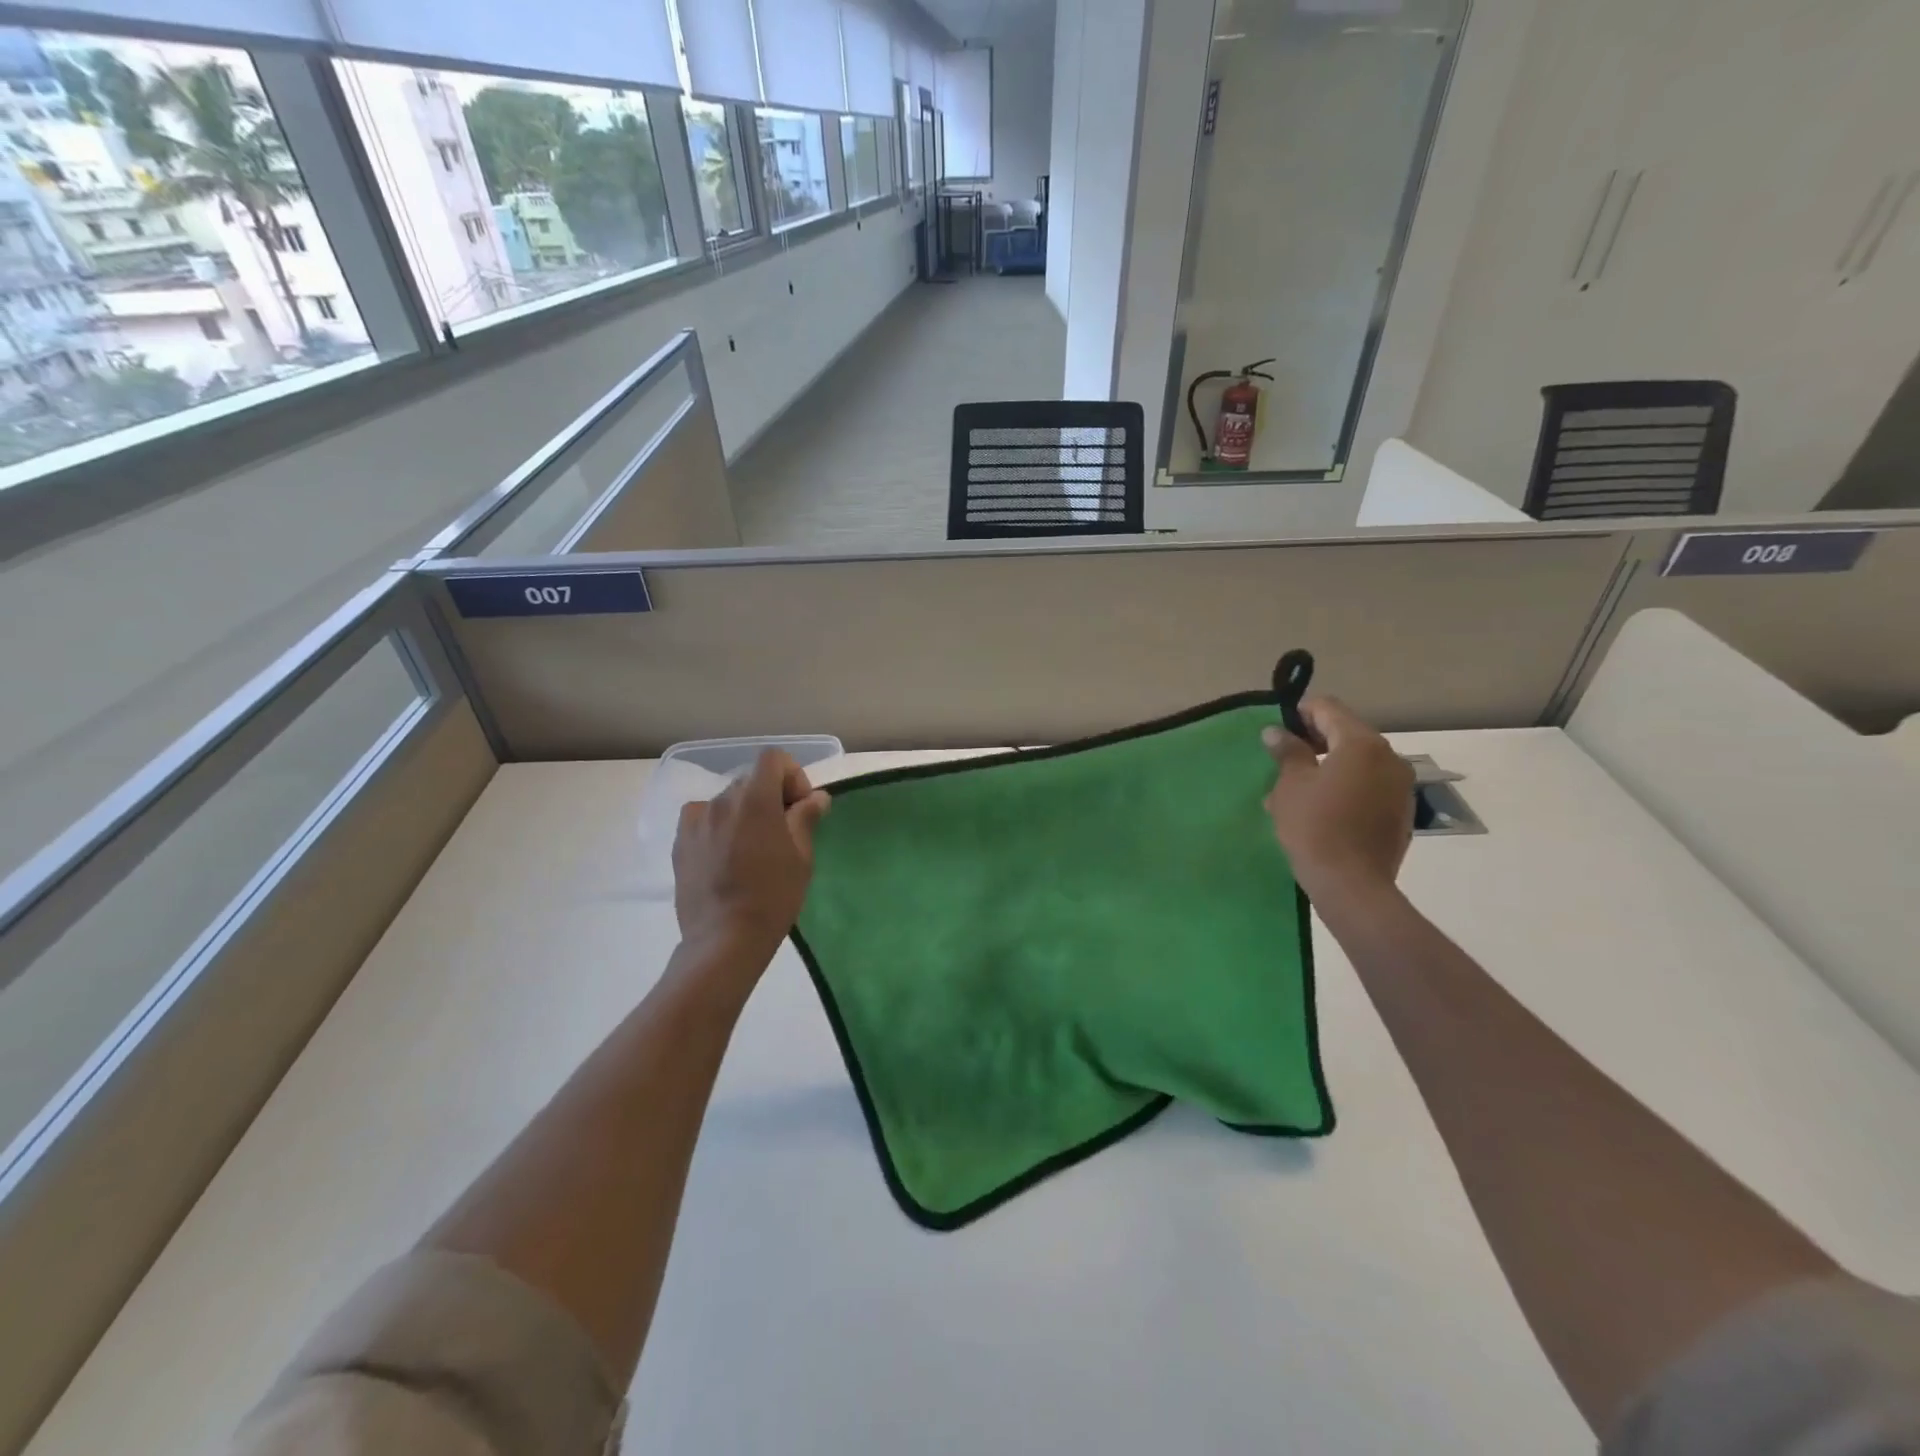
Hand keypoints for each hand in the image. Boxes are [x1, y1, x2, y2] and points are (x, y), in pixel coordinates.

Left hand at [673, 750, 830, 959]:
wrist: (725, 938)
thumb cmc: (773, 896)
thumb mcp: (801, 856)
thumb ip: (805, 818)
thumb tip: (815, 797)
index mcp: (755, 799)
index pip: (772, 758)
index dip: (792, 775)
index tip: (799, 807)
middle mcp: (722, 800)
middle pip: (750, 780)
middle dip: (770, 796)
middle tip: (782, 831)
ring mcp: (696, 820)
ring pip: (727, 801)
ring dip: (744, 812)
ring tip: (751, 847)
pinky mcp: (680, 842)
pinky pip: (703, 819)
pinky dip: (718, 826)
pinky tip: (725, 855)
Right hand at [1262, 697, 1412, 903]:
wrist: (1352, 885)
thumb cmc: (1315, 827)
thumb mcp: (1291, 785)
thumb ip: (1287, 751)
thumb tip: (1277, 731)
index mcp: (1362, 743)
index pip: (1328, 708)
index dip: (1299, 713)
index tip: (1277, 731)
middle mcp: (1389, 757)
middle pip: (1346, 734)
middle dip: (1313, 742)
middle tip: (1282, 761)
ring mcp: (1400, 786)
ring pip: (1357, 762)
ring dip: (1327, 767)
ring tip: (1296, 790)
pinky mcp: (1400, 811)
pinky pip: (1368, 786)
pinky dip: (1344, 787)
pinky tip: (1319, 809)